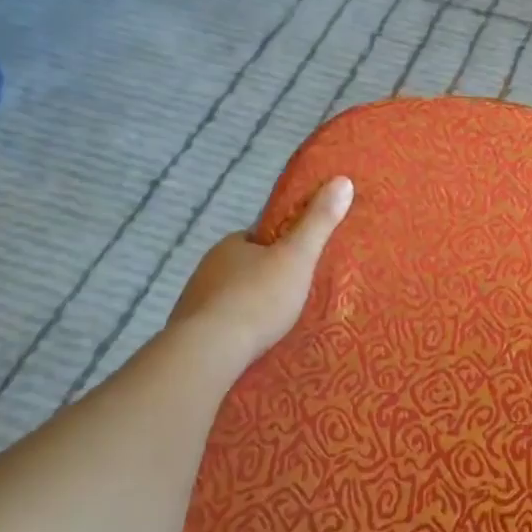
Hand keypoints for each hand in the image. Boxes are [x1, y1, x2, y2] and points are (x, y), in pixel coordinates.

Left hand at [170, 177, 353, 369]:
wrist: (208, 352)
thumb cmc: (257, 298)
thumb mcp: (297, 257)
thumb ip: (319, 222)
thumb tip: (342, 179)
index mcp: (231, 245)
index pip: (259, 238)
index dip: (280, 247)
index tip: (300, 262)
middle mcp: (207, 268)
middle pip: (244, 268)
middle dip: (265, 279)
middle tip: (294, 297)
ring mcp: (194, 302)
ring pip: (230, 298)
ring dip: (249, 308)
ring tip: (277, 326)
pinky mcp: (189, 334)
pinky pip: (219, 326)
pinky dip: (234, 332)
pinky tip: (251, 346)